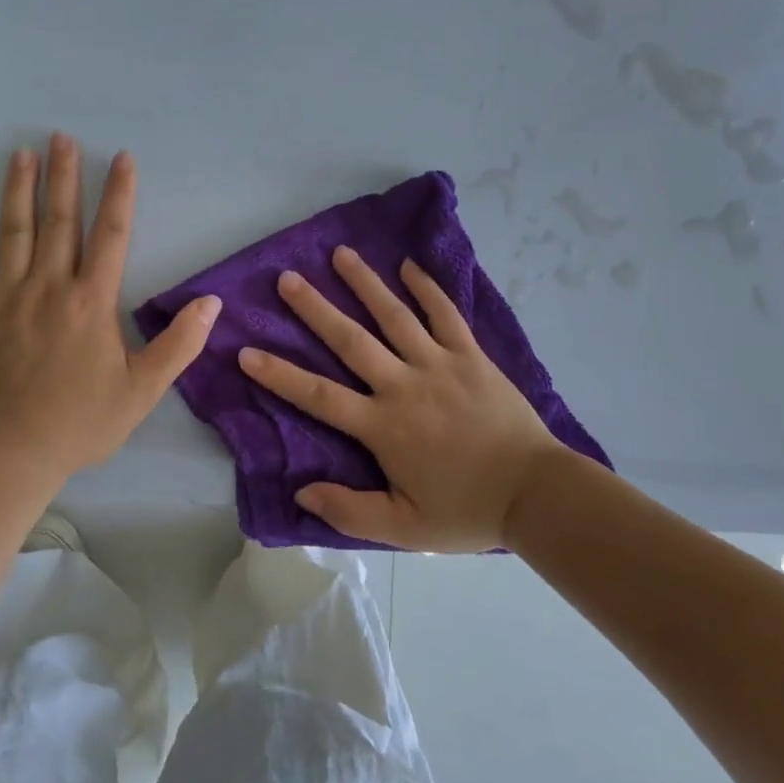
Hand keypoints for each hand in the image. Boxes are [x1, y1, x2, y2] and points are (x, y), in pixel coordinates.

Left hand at [0, 134, 219, 481]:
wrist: (9, 451)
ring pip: (14, 231)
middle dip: (64, 175)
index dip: (118, 193)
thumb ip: (179, 345)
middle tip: (61, 137)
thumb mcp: (143, 391)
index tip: (121, 157)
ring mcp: (6, 296)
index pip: (111, 234)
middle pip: (59, 220)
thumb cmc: (80, 422)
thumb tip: (211, 303)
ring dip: (19, 189)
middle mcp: (49, 286)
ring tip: (22, 153)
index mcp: (91, 301)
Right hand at [236, 246, 578, 551]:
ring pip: (395, 316)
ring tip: (341, 254)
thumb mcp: (405, 528)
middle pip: (351, 340)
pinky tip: (410, 265)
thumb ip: (351, 511)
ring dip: (366, 283)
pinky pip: (446, 314)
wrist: (537, 494)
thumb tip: (302, 493)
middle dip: (315, 309)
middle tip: (287, 279)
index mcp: (384, 426)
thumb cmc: (467, 510)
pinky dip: (428, 288)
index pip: (320, 397)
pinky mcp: (471, 355)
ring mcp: (440, 364)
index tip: (247, 351)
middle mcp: (405, 385)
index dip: (281, 374)